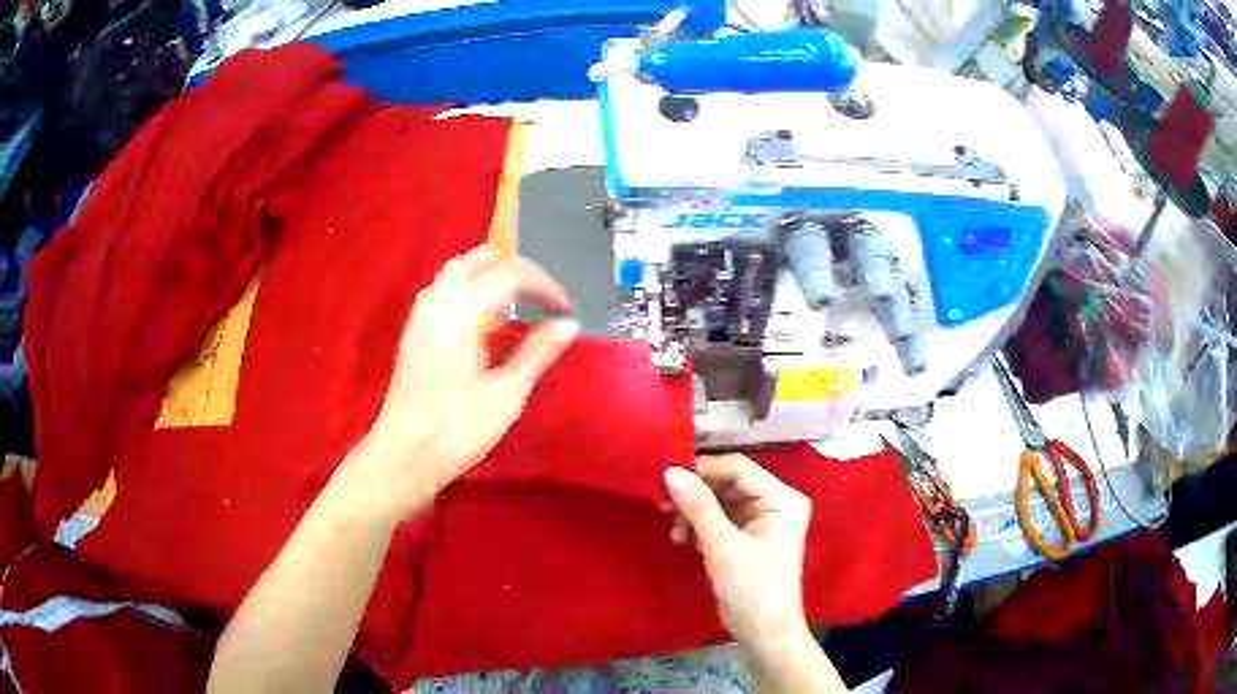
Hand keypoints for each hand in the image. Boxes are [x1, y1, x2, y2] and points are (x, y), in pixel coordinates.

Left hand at [343, 246, 578, 521]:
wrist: (404, 455)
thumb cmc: (457, 430)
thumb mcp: (506, 394)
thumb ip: (537, 352)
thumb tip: (569, 324)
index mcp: (463, 312)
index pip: (510, 274)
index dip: (544, 285)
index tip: (564, 309)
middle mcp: (439, 303)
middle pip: (479, 260)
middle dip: (517, 270)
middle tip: (542, 298)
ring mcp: (421, 315)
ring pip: (457, 271)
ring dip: (490, 275)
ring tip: (516, 303)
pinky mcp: (414, 331)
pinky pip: (444, 289)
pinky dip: (470, 289)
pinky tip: (481, 320)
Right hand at [664, 455, 812, 652]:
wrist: (764, 635)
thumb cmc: (753, 588)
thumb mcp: (724, 546)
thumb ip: (698, 507)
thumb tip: (670, 471)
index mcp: (782, 499)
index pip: (739, 468)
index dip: (703, 469)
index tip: (665, 477)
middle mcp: (775, 503)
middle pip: (728, 484)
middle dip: (696, 494)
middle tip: (662, 503)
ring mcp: (760, 522)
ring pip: (720, 502)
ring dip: (694, 512)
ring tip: (674, 531)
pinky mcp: (746, 539)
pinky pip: (718, 520)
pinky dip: (699, 526)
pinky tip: (682, 538)